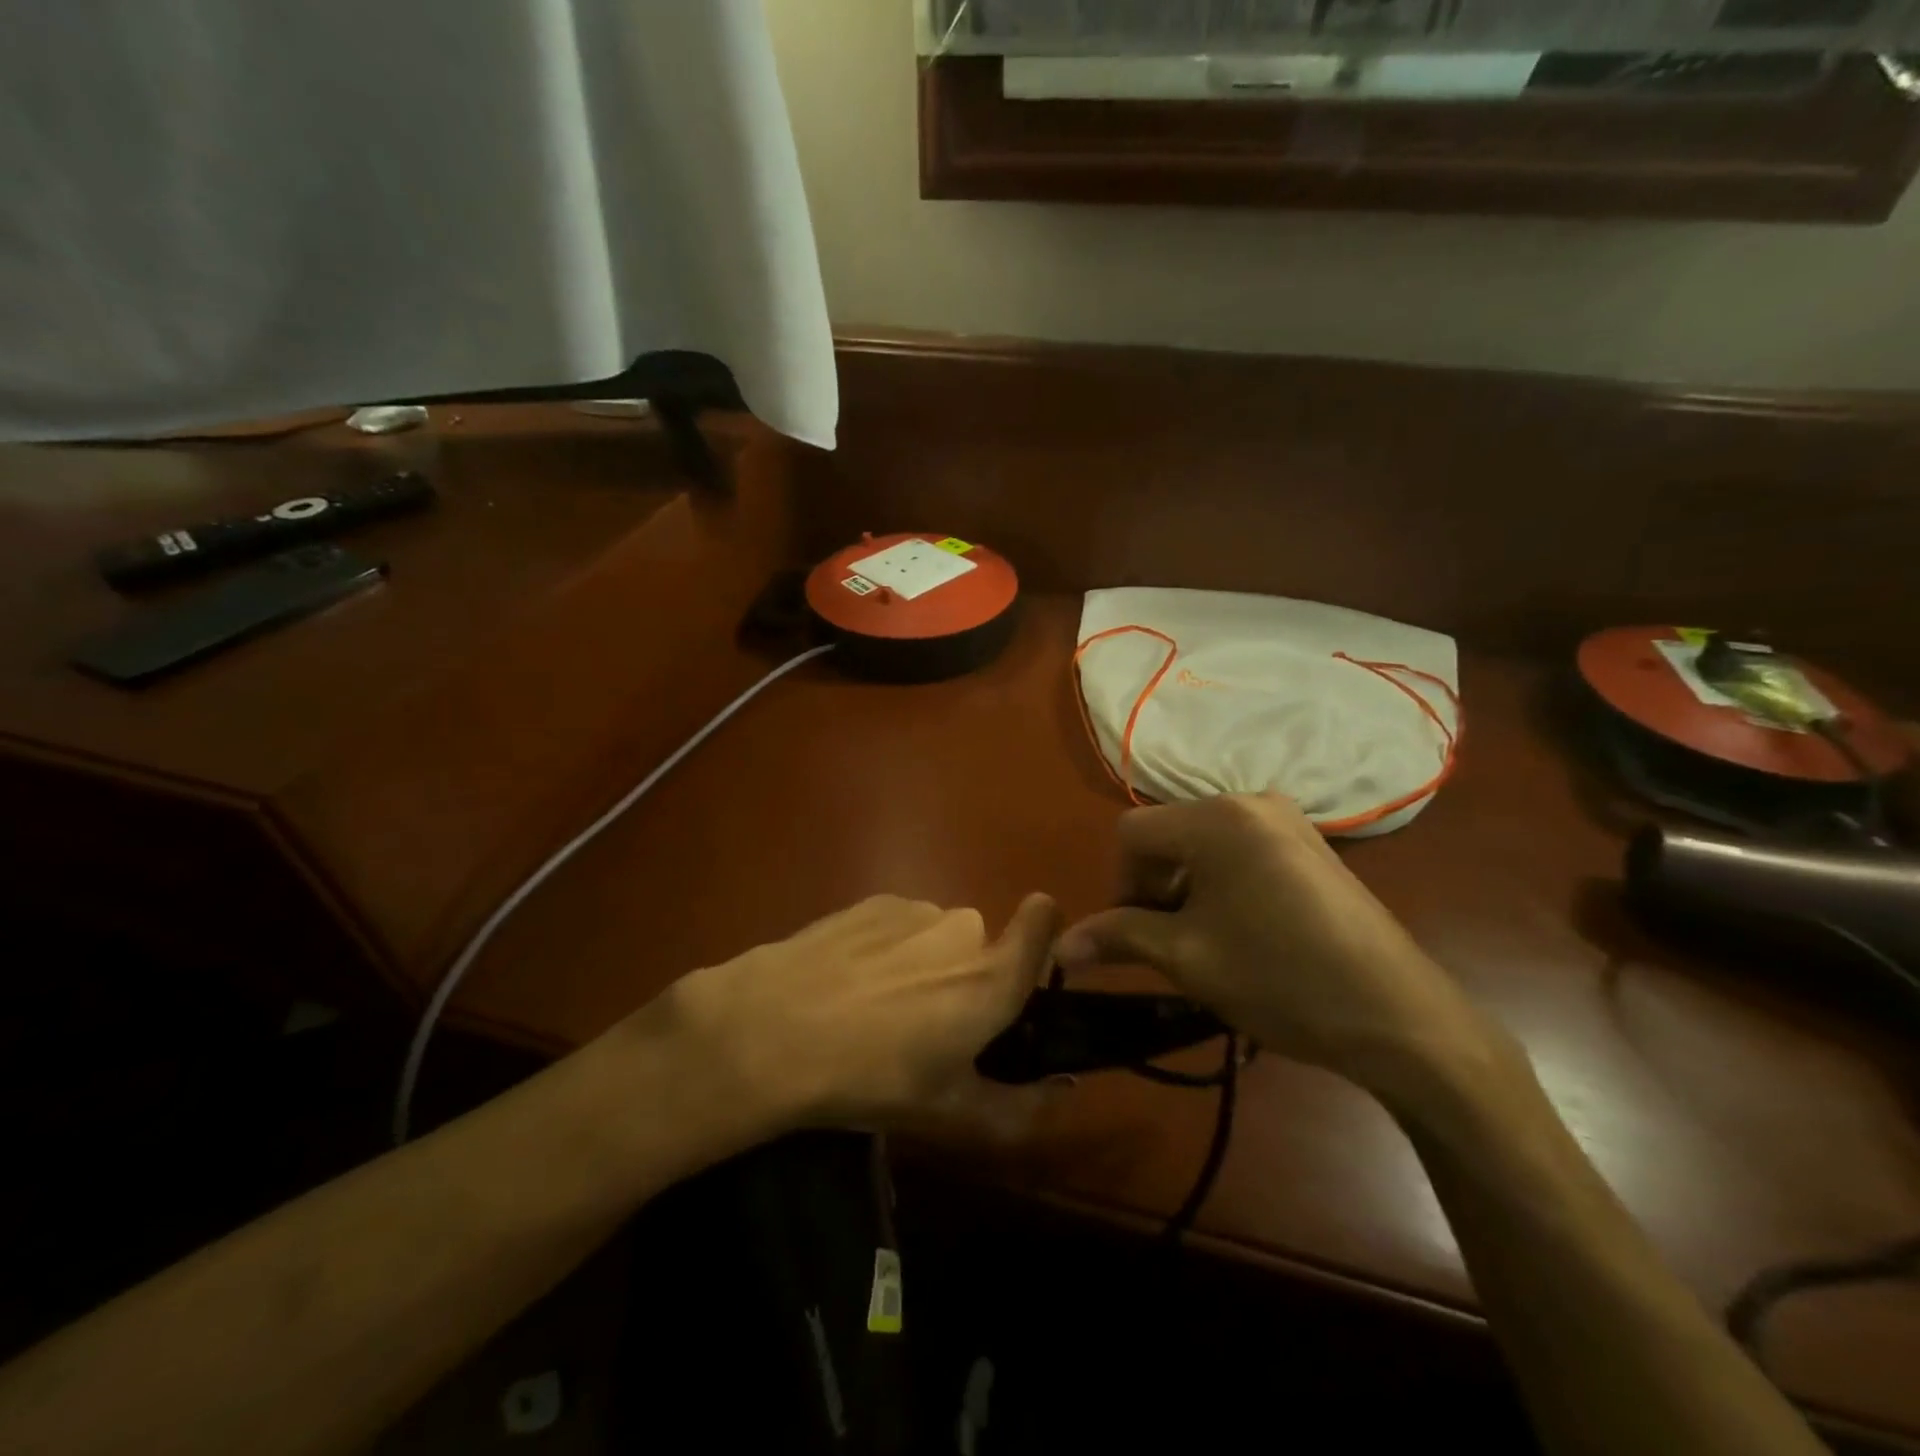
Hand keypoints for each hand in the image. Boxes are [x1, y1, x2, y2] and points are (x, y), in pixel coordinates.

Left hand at [659, 892, 1058, 1135]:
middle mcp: (962, 930)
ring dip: (923, 961)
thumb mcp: (947, 1112)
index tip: (1021, 968)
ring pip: (937, 934)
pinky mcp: (871, 902)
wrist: (773, 1029)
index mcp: (990, 978)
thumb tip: (1061, 1091)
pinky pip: (899, 923)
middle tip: (926, 1023)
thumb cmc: (871, 1077)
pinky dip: (887, 946)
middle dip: (965, 975)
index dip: (1042, 931)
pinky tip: (847, 982)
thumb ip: (1017, 1106)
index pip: (1044, 919)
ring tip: (875, 1006)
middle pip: (980, 945)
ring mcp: (914, 910)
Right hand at [1056, 793, 1494, 1095]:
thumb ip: (1118, 937)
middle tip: (1171, 944)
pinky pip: (1242, 850)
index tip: (1139, 935)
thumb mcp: (1187, 958)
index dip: (1121, 885)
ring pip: (1204, 844)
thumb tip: (1060, 947)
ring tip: (1209, 943)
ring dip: (1188, 887)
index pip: (1132, 834)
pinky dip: (1223, 884)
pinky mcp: (1312, 845)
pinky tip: (1246, 931)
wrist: (1399, 1016)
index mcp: (1216, 818)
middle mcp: (1250, 801)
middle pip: (1169, 835)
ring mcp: (1288, 820)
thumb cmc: (1280, 978)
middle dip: (1155, 887)